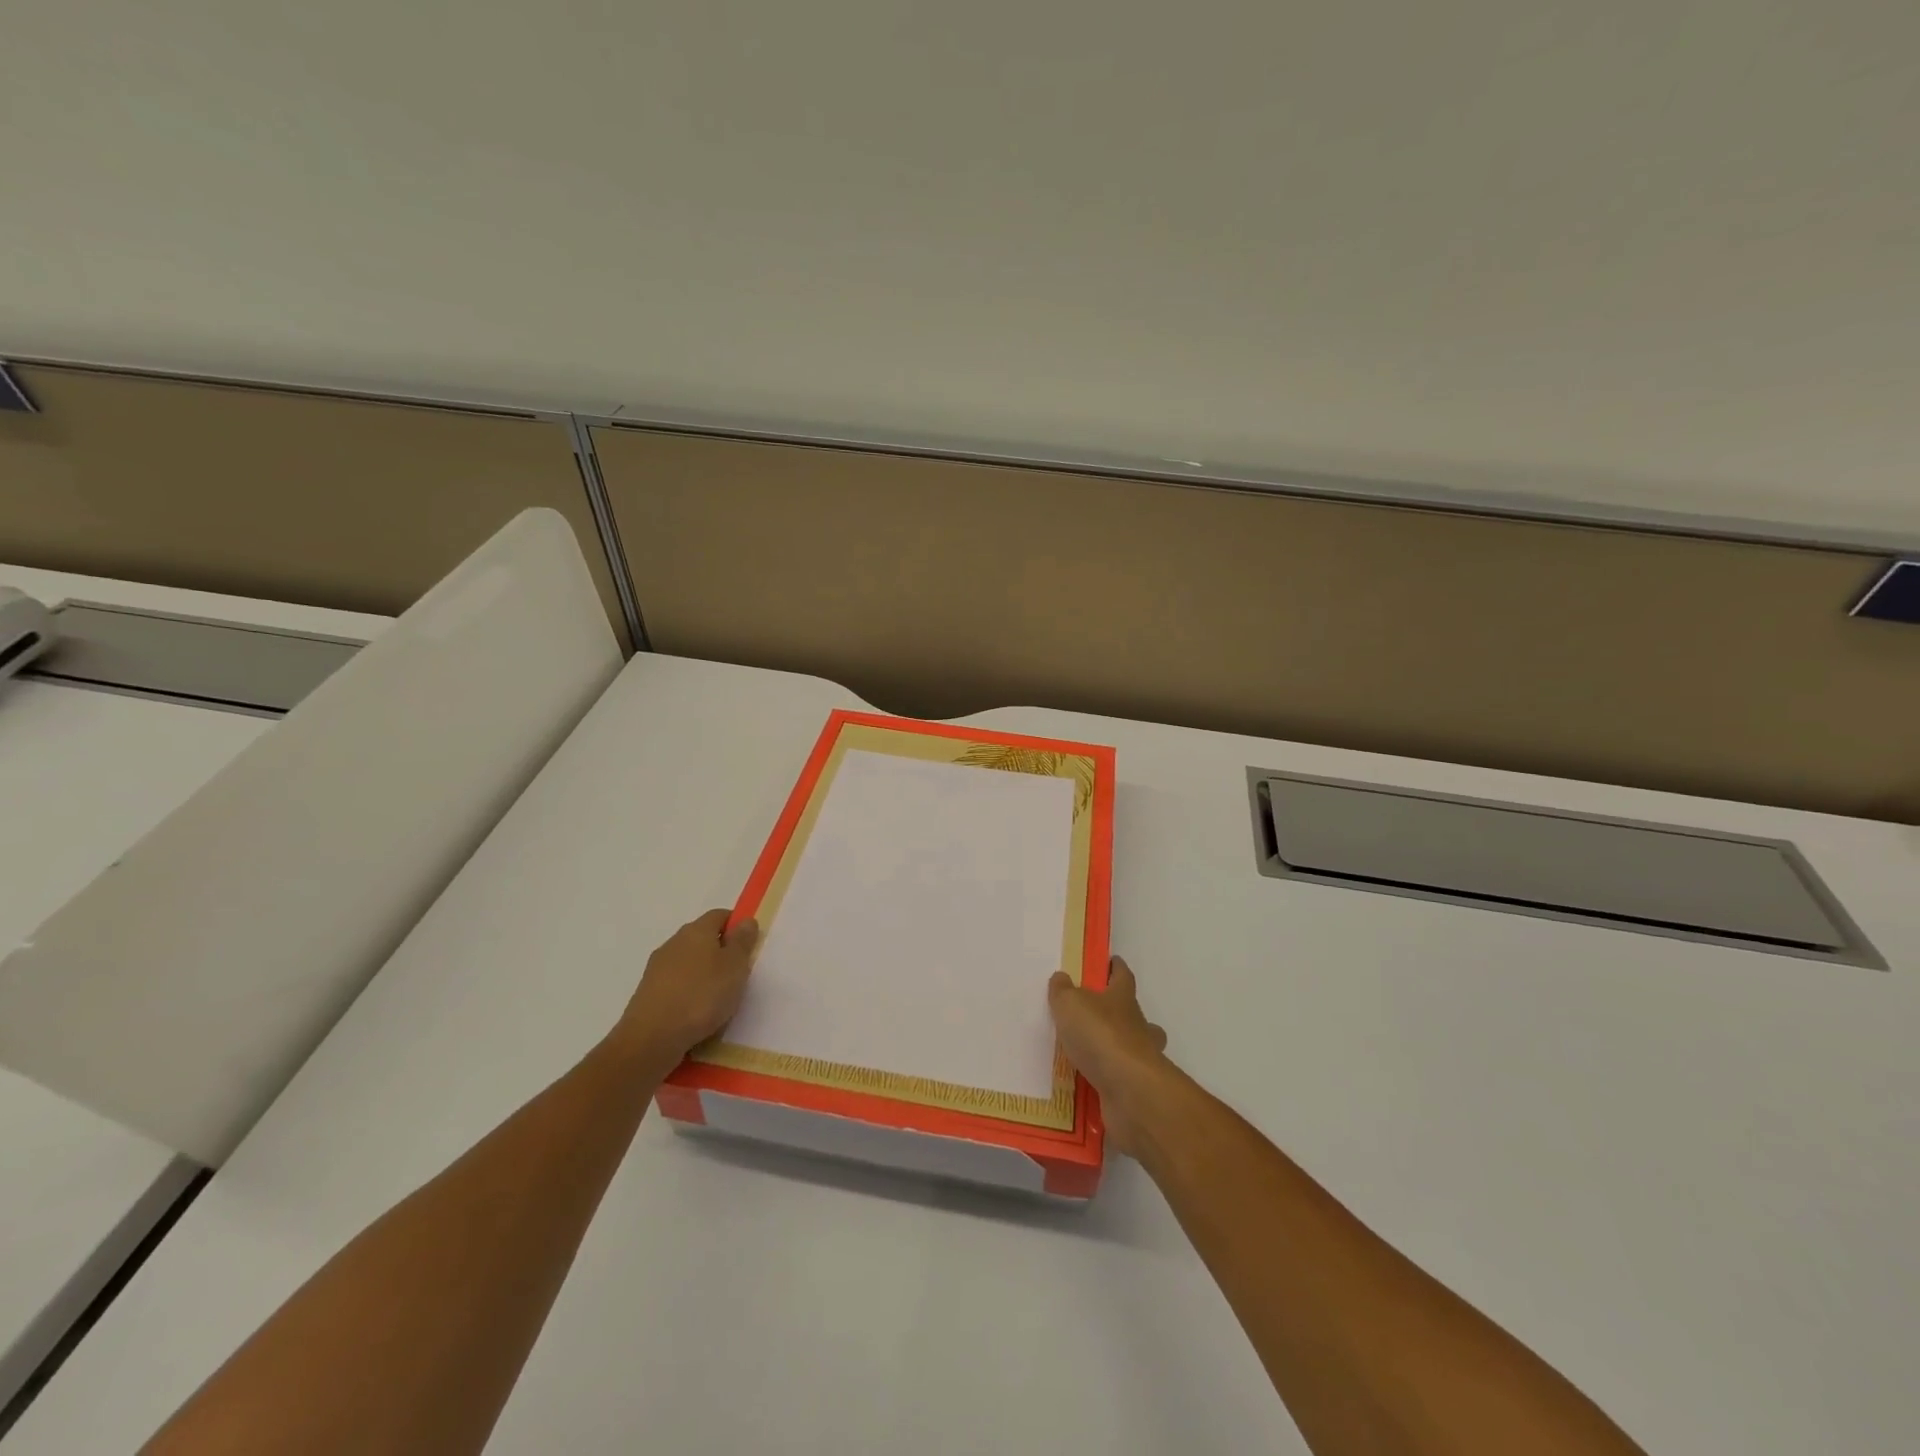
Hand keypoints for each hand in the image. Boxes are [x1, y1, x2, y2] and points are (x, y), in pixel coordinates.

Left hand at [617, 910, 759, 1061]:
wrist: (651, 1038)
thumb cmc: (702, 996)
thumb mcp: (735, 967)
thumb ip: (742, 942)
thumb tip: (746, 920)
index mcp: (696, 931)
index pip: (719, 915)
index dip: (736, 925)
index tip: (748, 945)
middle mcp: (674, 943)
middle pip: (701, 938)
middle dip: (719, 950)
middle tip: (737, 973)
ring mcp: (657, 968)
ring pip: (687, 962)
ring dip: (702, 973)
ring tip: (718, 997)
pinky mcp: (647, 993)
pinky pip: (675, 985)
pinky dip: (688, 992)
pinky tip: (696, 1012)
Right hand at [1048, 956, 1171, 1156]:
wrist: (1130, 1090)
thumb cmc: (1101, 1036)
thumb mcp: (1070, 1004)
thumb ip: (1063, 991)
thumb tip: (1061, 977)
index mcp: (1123, 1000)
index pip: (1122, 976)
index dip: (1116, 967)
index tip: (1111, 961)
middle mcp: (1138, 1027)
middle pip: (1135, 1014)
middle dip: (1121, 1013)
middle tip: (1099, 1016)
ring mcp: (1141, 1060)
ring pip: (1134, 1049)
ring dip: (1118, 1049)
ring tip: (1091, 1055)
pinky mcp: (1136, 1089)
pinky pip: (1121, 1080)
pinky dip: (1109, 1080)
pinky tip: (1089, 1084)